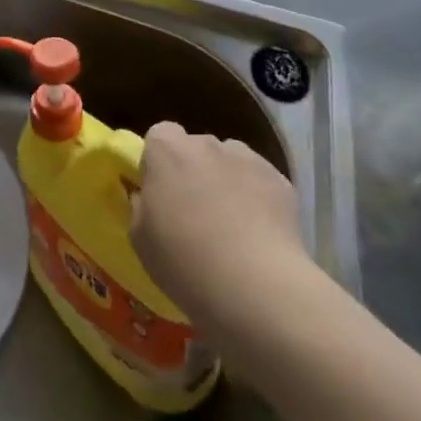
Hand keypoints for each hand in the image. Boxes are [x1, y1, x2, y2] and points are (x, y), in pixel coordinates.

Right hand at [130, 121, 313, 339]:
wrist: (254, 285)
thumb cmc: (183, 259)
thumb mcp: (139, 238)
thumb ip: (141, 206)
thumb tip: (149, 197)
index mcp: (166, 151)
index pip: (160, 134)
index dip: (160, 161)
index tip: (161, 191)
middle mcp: (206, 144)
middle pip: (197, 147)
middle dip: (194, 170)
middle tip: (194, 210)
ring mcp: (248, 159)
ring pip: (231, 161)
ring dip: (226, 180)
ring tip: (231, 221)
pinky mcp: (281, 181)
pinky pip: (260, 181)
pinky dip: (257, 197)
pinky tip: (259, 232)